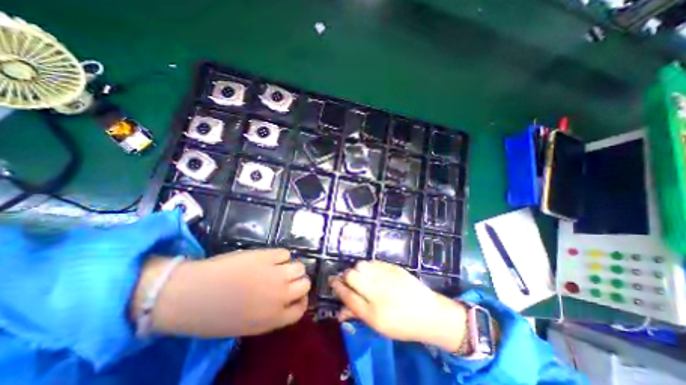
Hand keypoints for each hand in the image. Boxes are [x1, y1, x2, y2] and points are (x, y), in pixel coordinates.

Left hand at [134, 249, 310, 336]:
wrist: (192, 294)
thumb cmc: (214, 315)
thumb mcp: (247, 325)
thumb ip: (271, 314)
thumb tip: (285, 300)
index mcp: (273, 317)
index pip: (301, 309)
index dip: (301, 301)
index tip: (296, 296)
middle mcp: (279, 295)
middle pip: (305, 284)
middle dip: (299, 282)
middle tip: (288, 280)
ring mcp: (274, 273)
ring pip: (299, 267)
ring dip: (293, 267)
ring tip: (281, 267)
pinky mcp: (267, 256)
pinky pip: (285, 253)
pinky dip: (280, 256)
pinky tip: (270, 259)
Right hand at [331, 262, 469, 351]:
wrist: (429, 314)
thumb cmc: (402, 325)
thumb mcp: (379, 326)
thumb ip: (357, 315)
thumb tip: (339, 311)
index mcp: (374, 313)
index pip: (348, 295)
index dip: (337, 287)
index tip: (333, 281)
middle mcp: (379, 293)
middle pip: (352, 275)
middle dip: (346, 275)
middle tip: (348, 278)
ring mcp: (388, 278)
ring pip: (362, 265)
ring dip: (357, 269)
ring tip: (362, 275)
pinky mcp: (395, 268)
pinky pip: (374, 262)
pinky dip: (369, 266)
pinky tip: (373, 272)